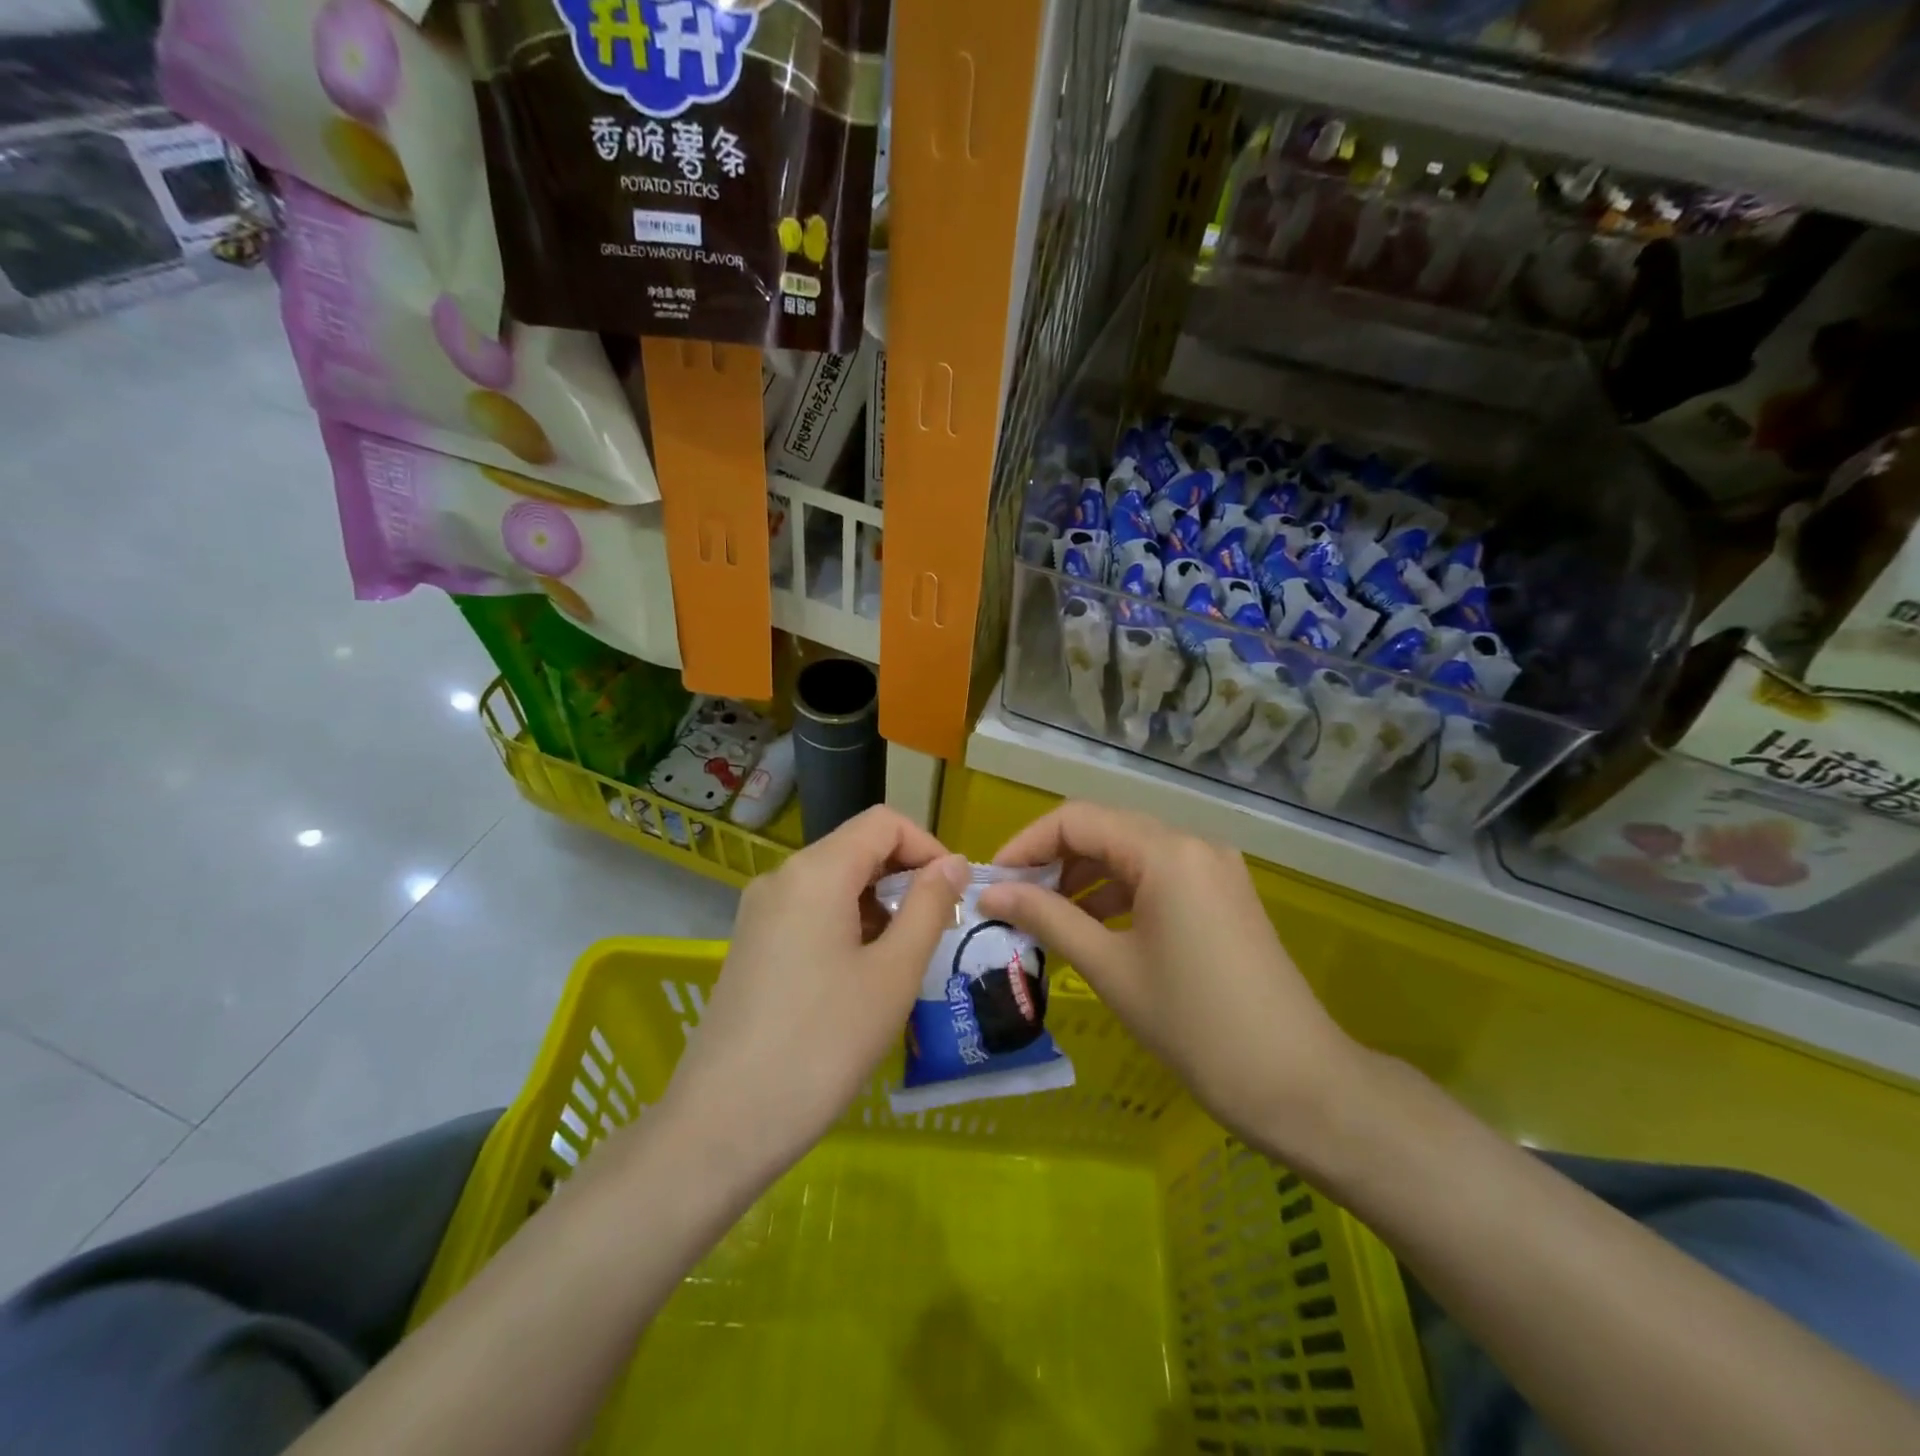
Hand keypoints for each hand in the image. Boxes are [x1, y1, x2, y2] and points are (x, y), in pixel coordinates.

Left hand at [659, 807, 969, 1182]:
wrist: (724, 1123)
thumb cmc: (823, 1043)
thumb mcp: (893, 973)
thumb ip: (929, 907)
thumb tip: (953, 863)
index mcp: (816, 871)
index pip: (883, 823)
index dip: (928, 847)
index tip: (955, 895)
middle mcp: (782, 877)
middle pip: (857, 848)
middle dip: (905, 878)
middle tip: (938, 931)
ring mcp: (760, 912)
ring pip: (834, 882)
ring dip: (878, 905)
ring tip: (904, 960)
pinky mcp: (751, 945)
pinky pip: (810, 912)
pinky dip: (848, 925)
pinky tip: (862, 976)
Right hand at [978, 801, 1361, 1164]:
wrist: (1298, 1084)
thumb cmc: (1194, 1026)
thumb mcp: (1110, 968)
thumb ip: (1047, 918)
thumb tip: (989, 892)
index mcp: (1166, 852)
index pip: (1076, 819)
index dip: (1026, 843)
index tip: (992, 881)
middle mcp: (1192, 844)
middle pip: (1104, 830)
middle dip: (1052, 861)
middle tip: (1012, 902)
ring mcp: (1213, 868)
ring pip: (1130, 853)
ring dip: (1083, 877)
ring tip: (1044, 918)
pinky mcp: (1223, 895)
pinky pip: (1157, 877)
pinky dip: (1118, 893)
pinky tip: (1093, 927)